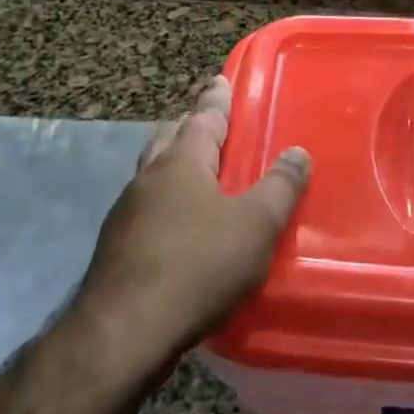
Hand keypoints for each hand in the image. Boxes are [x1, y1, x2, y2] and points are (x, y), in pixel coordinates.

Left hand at [74, 76, 310, 364]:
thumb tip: (298, 152)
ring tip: (194, 171)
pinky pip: (146, 209)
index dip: (216, 99)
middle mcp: (148, 178)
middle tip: (206, 121)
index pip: (203, 118)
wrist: (123, 333)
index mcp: (181, 162)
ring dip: (173, 164)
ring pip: (152, 174)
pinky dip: (164, 202)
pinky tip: (176, 225)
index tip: (219, 80)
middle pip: (169, 138)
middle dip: (188, 126)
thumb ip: (280, 188)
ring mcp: (125, 213)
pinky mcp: (116, 249)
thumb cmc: (197, 266)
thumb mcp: (255, 226)